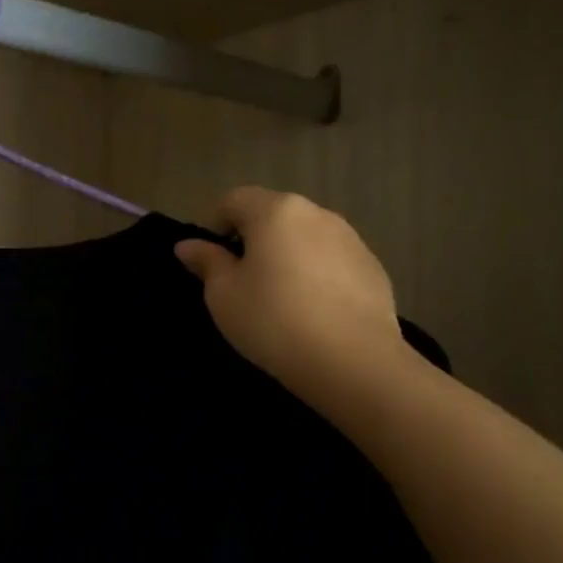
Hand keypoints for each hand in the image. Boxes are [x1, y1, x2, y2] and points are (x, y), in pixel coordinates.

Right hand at [174, 188, 412, 414]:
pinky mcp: (373, 268)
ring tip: (279, 300)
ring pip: (304, 238)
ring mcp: (351, 239)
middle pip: (272, 216)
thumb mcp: (223, 294)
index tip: (211, 263)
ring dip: (286, 257)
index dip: (214, 226)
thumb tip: (189, 245)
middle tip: (241, 284)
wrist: (353, 361)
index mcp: (275, 212)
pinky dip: (315, 276)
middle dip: (252, 241)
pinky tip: (312, 313)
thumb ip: (207, 262)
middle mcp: (316, 213)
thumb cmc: (273, 320)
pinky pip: (331, 262)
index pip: (233, 200)